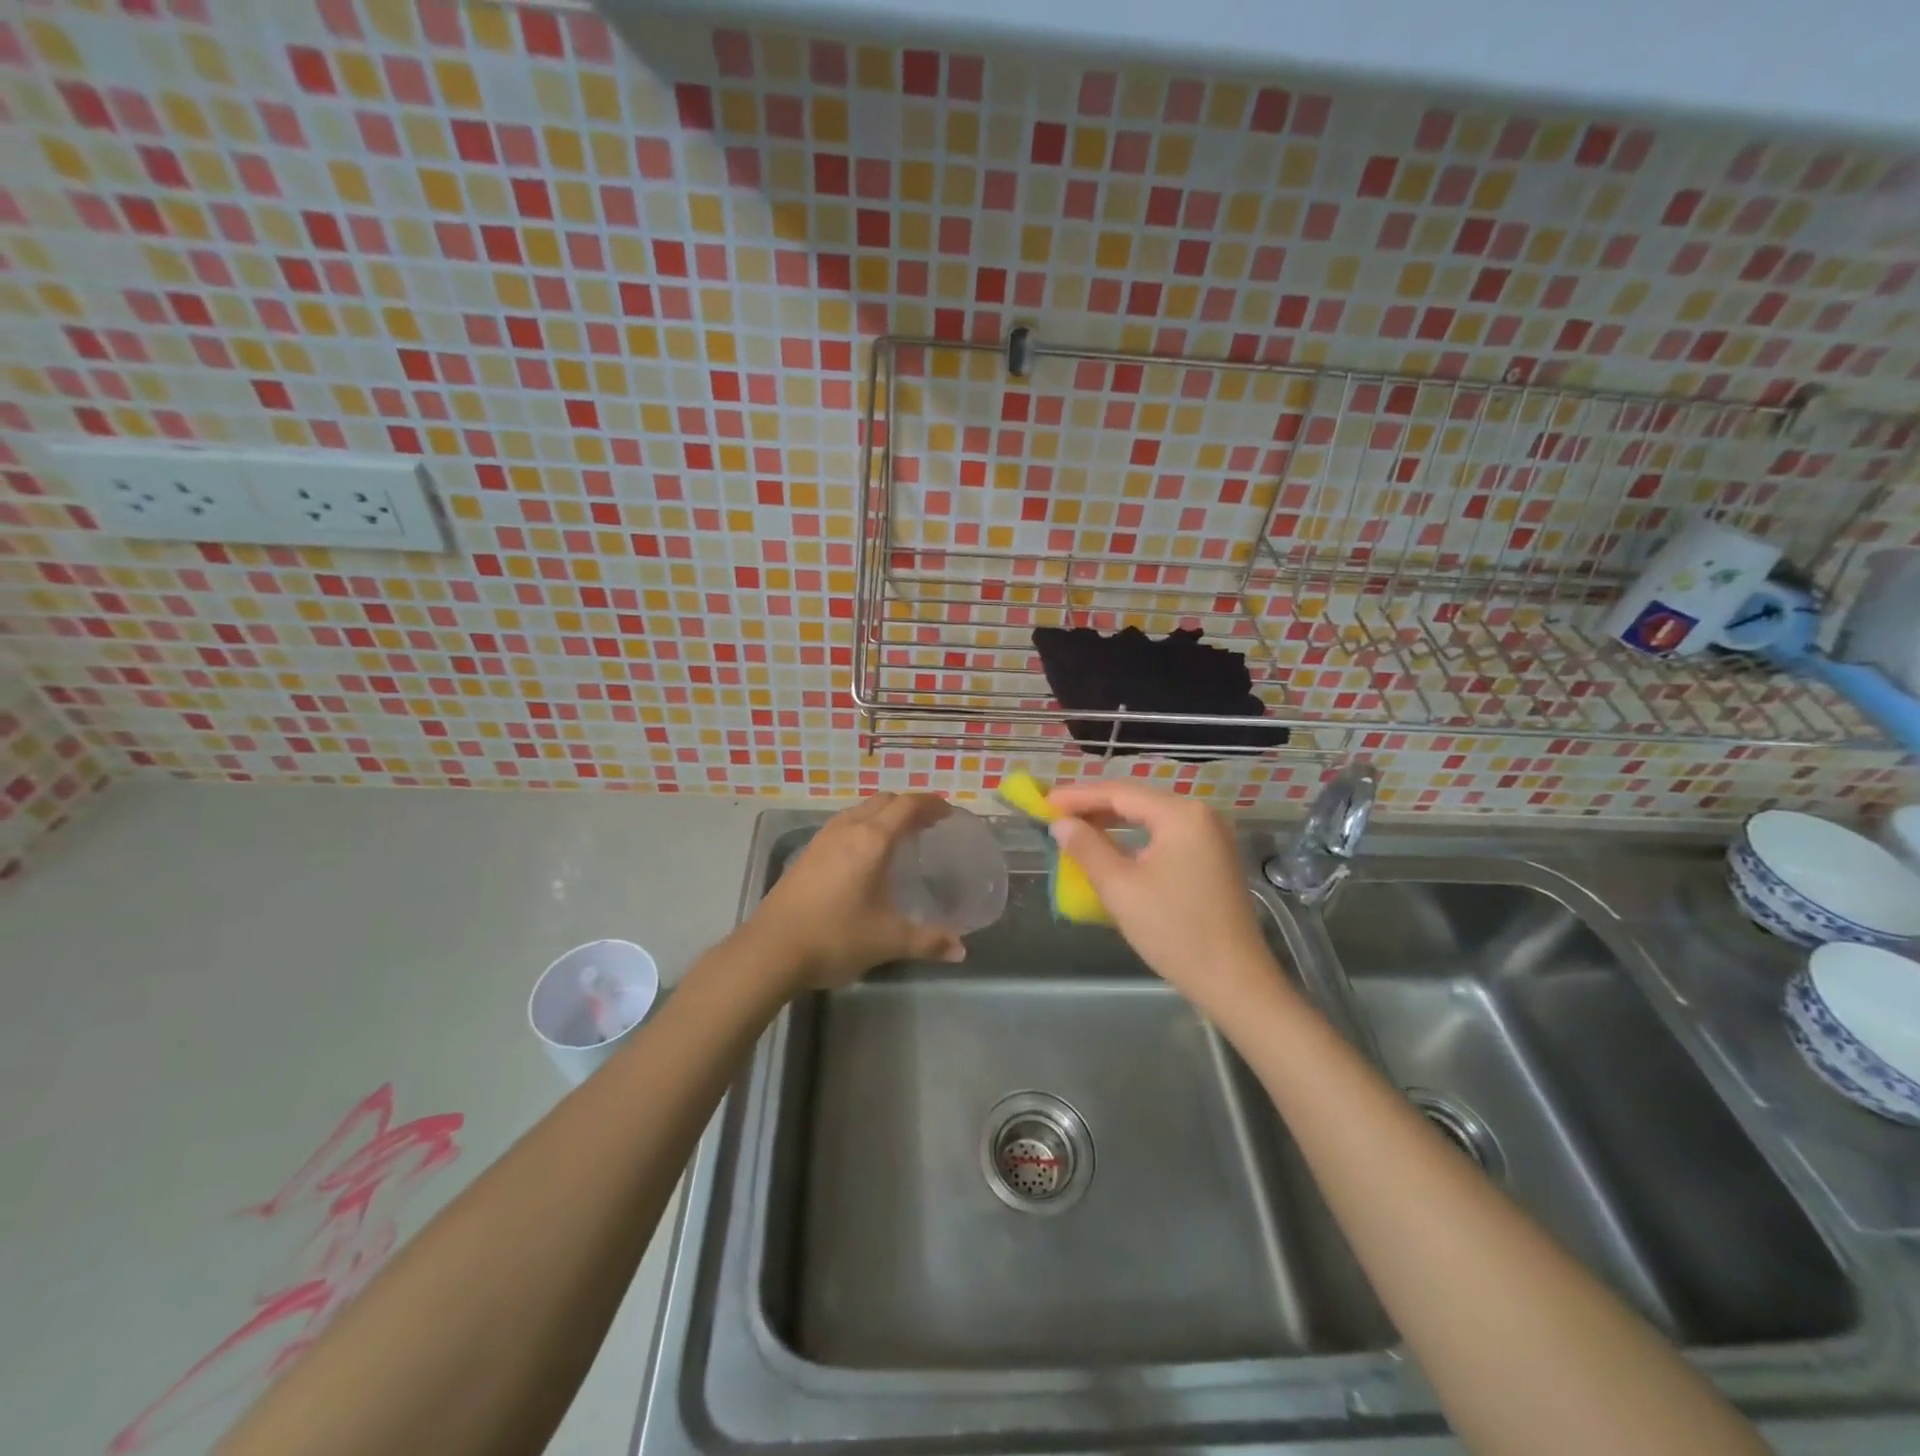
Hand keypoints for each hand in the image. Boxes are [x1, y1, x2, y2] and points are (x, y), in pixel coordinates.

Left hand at [746, 793, 966, 991]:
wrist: (771, 950)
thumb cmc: (835, 937)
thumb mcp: (888, 940)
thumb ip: (928, 941)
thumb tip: (960, 950)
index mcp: (872, 840)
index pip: (907, 805)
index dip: (931, 804)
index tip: (949, 813)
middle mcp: (848, 829)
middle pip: (884, 801)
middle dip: (909, 806)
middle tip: (929, 825)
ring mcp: (823, 839)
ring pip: (860, 810)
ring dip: (884, 814)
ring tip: (900, 837)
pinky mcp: (807, 854)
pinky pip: (843, 825)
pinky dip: (863, 826)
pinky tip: (865, 856)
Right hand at [1046, 782, 1278, 1011]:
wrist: (1234, 981)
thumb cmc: (1174, 931)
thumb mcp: (1120, 888)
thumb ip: (1086, 848)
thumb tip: (1060, 824)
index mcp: (1180, 814)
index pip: (1119, 792)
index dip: (1077, 796)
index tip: (1043, 802)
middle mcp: (1201, 815)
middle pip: (1136, 801)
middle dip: (1094, 807)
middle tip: (1054, 816)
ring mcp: (1211, 836)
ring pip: (1151, 818)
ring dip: (1113, 823)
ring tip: (1075, 830)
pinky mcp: (1213, 858)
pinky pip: (1165, 836)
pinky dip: (1135, 839)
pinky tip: (1112, 849)